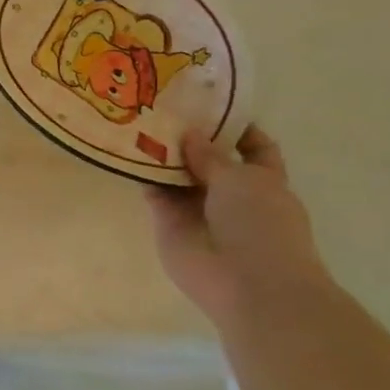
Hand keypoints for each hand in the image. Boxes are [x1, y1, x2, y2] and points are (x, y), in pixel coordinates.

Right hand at [145, 127, 328, 326]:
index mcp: (263, 181)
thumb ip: (211, 156)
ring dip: (161, 154)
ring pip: (177, 176)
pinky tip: (127, 152)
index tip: (211, 105)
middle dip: (189, 137)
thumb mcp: (241, 179)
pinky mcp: (170, 224)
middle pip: (208, 159)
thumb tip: (190, 135)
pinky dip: (143, 176)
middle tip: (161, 107)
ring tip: (137, 122)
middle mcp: (231, 194)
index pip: (253, 148)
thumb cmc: (261, 225)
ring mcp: (199, 210)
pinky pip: (155, 194)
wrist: (247, 284)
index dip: (237, 127)